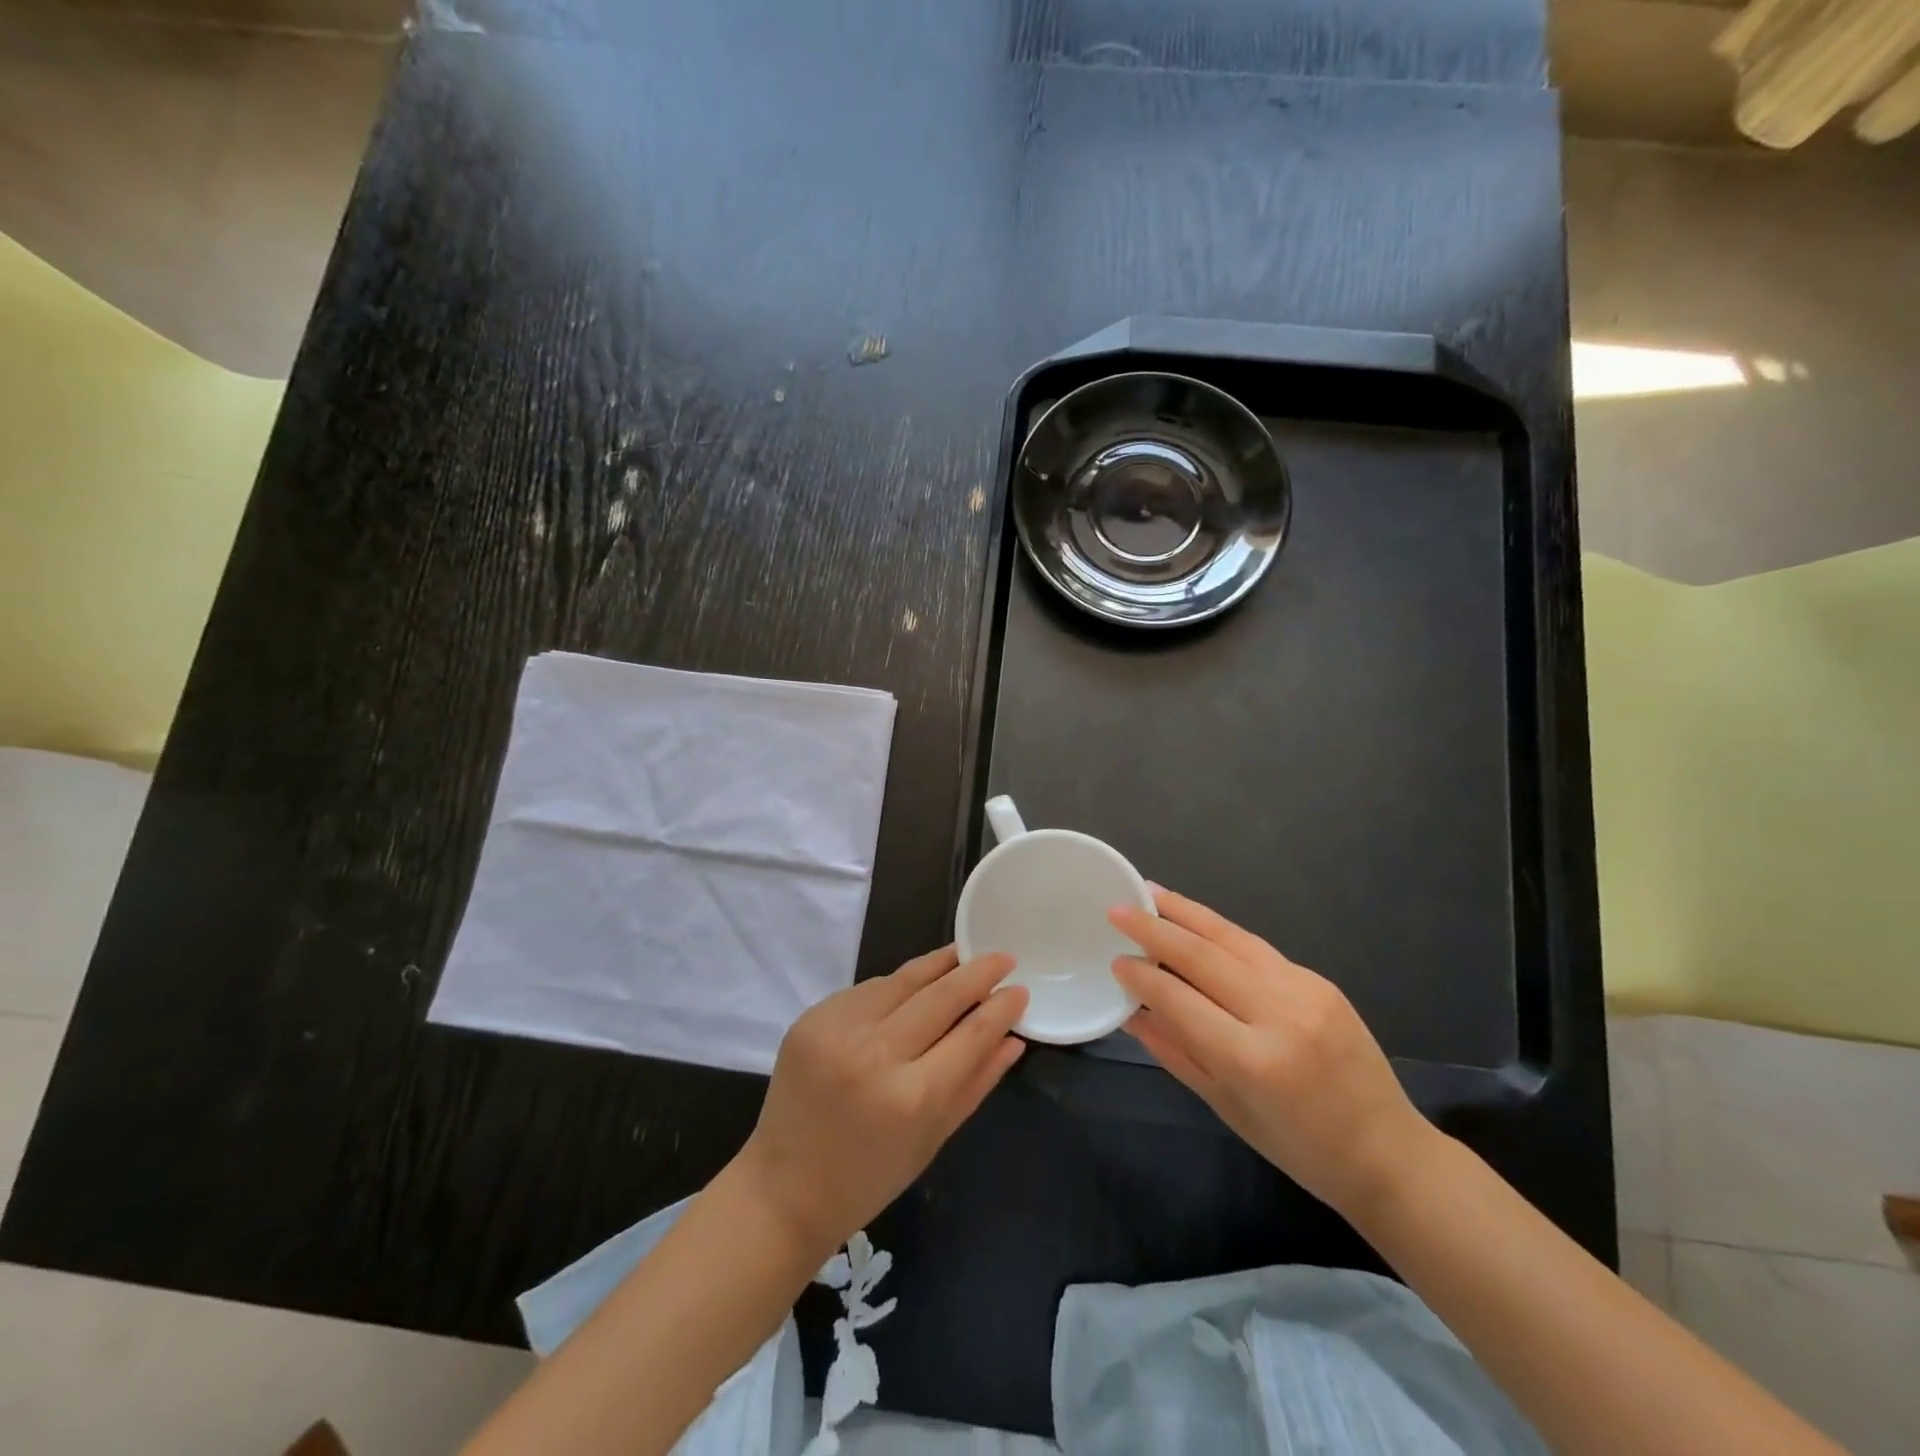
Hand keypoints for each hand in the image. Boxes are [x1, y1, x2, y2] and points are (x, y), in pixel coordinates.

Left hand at [736, 947, 1028, 1258]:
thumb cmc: (868, 1177)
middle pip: (941, 995)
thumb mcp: (933, 1139)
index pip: (972, 1033)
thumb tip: (1014, 1038)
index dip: (1001, 1007)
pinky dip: (895, 986)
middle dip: (978, 971)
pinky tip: (912, 985)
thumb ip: (976, 1083)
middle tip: (1003, 956)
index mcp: (912, 1097)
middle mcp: (877, 1054)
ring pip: (903, 980)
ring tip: (963, 953)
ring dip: (938, 965)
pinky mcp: (813, 1017)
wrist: (783, 1188)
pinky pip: (868, 989)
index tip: (1020, 989)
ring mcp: (839, 1029)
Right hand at [1109, 888, 1432, 1219]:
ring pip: (1232, 938)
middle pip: (1203, 956)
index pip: (1180, 1000)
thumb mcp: (1228, 1108)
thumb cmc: (1301, 1148)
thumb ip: (1176, 1052)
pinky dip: (1220, 931)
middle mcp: (1279, 1014)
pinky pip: (1258, 948)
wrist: (1390, 1153)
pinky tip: (1197, 922)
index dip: (1142, 976)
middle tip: (1118, 910)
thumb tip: (1132, 1012)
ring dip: (1186, 912)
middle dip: (1155, 929)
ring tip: (1152, 893)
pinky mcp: (1320, 980)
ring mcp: (1305, 990)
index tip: (1116, 961)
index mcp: (1253, 1060)